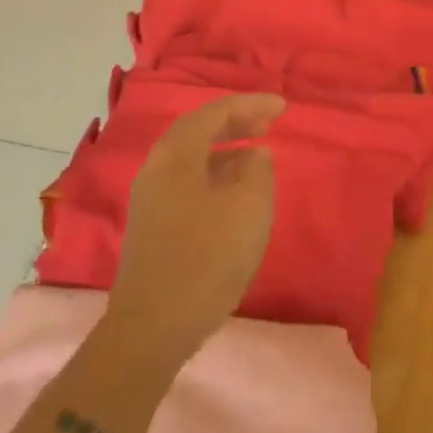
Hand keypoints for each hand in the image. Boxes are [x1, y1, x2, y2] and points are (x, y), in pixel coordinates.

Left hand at [107, 94, 284, 365]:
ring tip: (256, 154)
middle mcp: (157, 167)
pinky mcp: (153, 226)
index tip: (282, 107)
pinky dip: (214, 173)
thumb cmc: (206, 258)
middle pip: (198, 131)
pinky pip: (187, 181)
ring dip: (225, 149)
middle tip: (268, 123)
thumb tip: (253, 157)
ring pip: (191, 158)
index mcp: (176, 154)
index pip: (215, 112)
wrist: (152, 327)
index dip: (251, 105)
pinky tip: (233, 193)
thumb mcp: (248, 207)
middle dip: (235, 122)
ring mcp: (150, 198)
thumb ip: (257, 171)